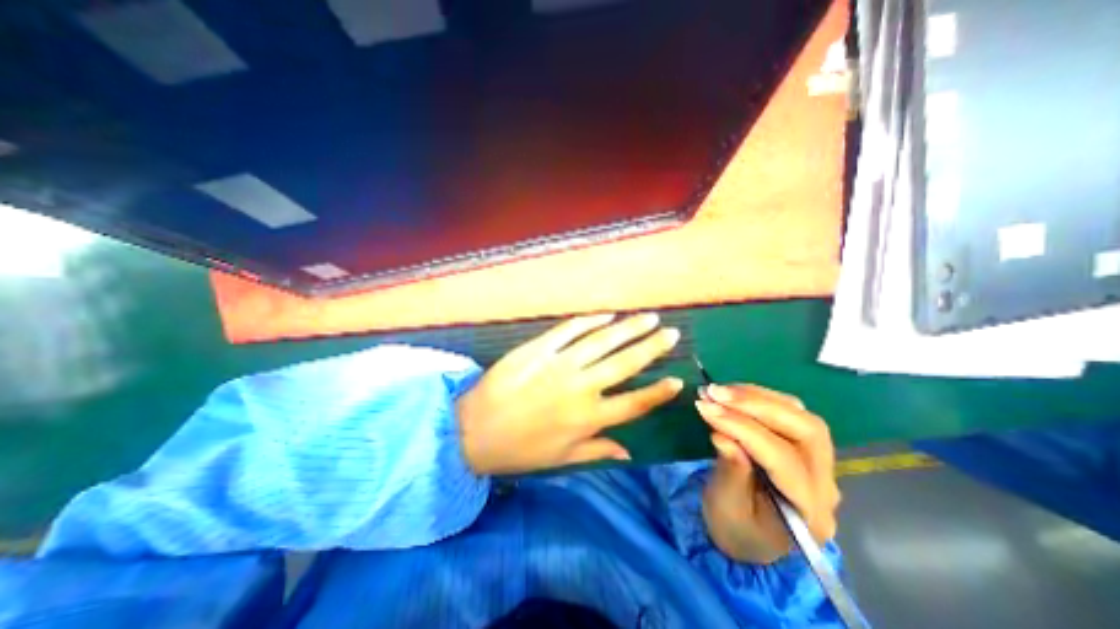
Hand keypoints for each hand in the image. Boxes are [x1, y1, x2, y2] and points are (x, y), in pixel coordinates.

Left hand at [455, 314, 683, 476]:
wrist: (473, 430)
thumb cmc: (518, 450)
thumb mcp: (560, 459)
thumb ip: (597, 451)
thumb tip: (628, 452)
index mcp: (587, 419)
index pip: (634, 403)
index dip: (658, 392)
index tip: (677, 380)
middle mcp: (580, 388)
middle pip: (625, 363)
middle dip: (652, 346)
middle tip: (670, 332)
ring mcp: (559, 364)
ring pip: (602, 341)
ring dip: (628, 328)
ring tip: (648, 318)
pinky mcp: (538, 348)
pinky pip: (569, 330)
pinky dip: (590, 321)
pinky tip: (607, 315)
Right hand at [692, 383, 840, 565]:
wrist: (750, 537)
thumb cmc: (735, 528)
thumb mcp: (726, 507)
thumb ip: (730, 472)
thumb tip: (722, 435)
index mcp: (808, 513)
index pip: (783, 459)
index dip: (743, 429)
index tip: (707, 408)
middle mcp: (825, 485)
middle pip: (805, 430)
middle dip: (756, 405)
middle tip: (715, 393)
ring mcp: (820, 464)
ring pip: (800, 415)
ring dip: (756, 396)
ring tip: (719, 391)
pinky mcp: (805, 447)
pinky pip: (790, 412)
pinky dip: (759, 397)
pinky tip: (734, 394)